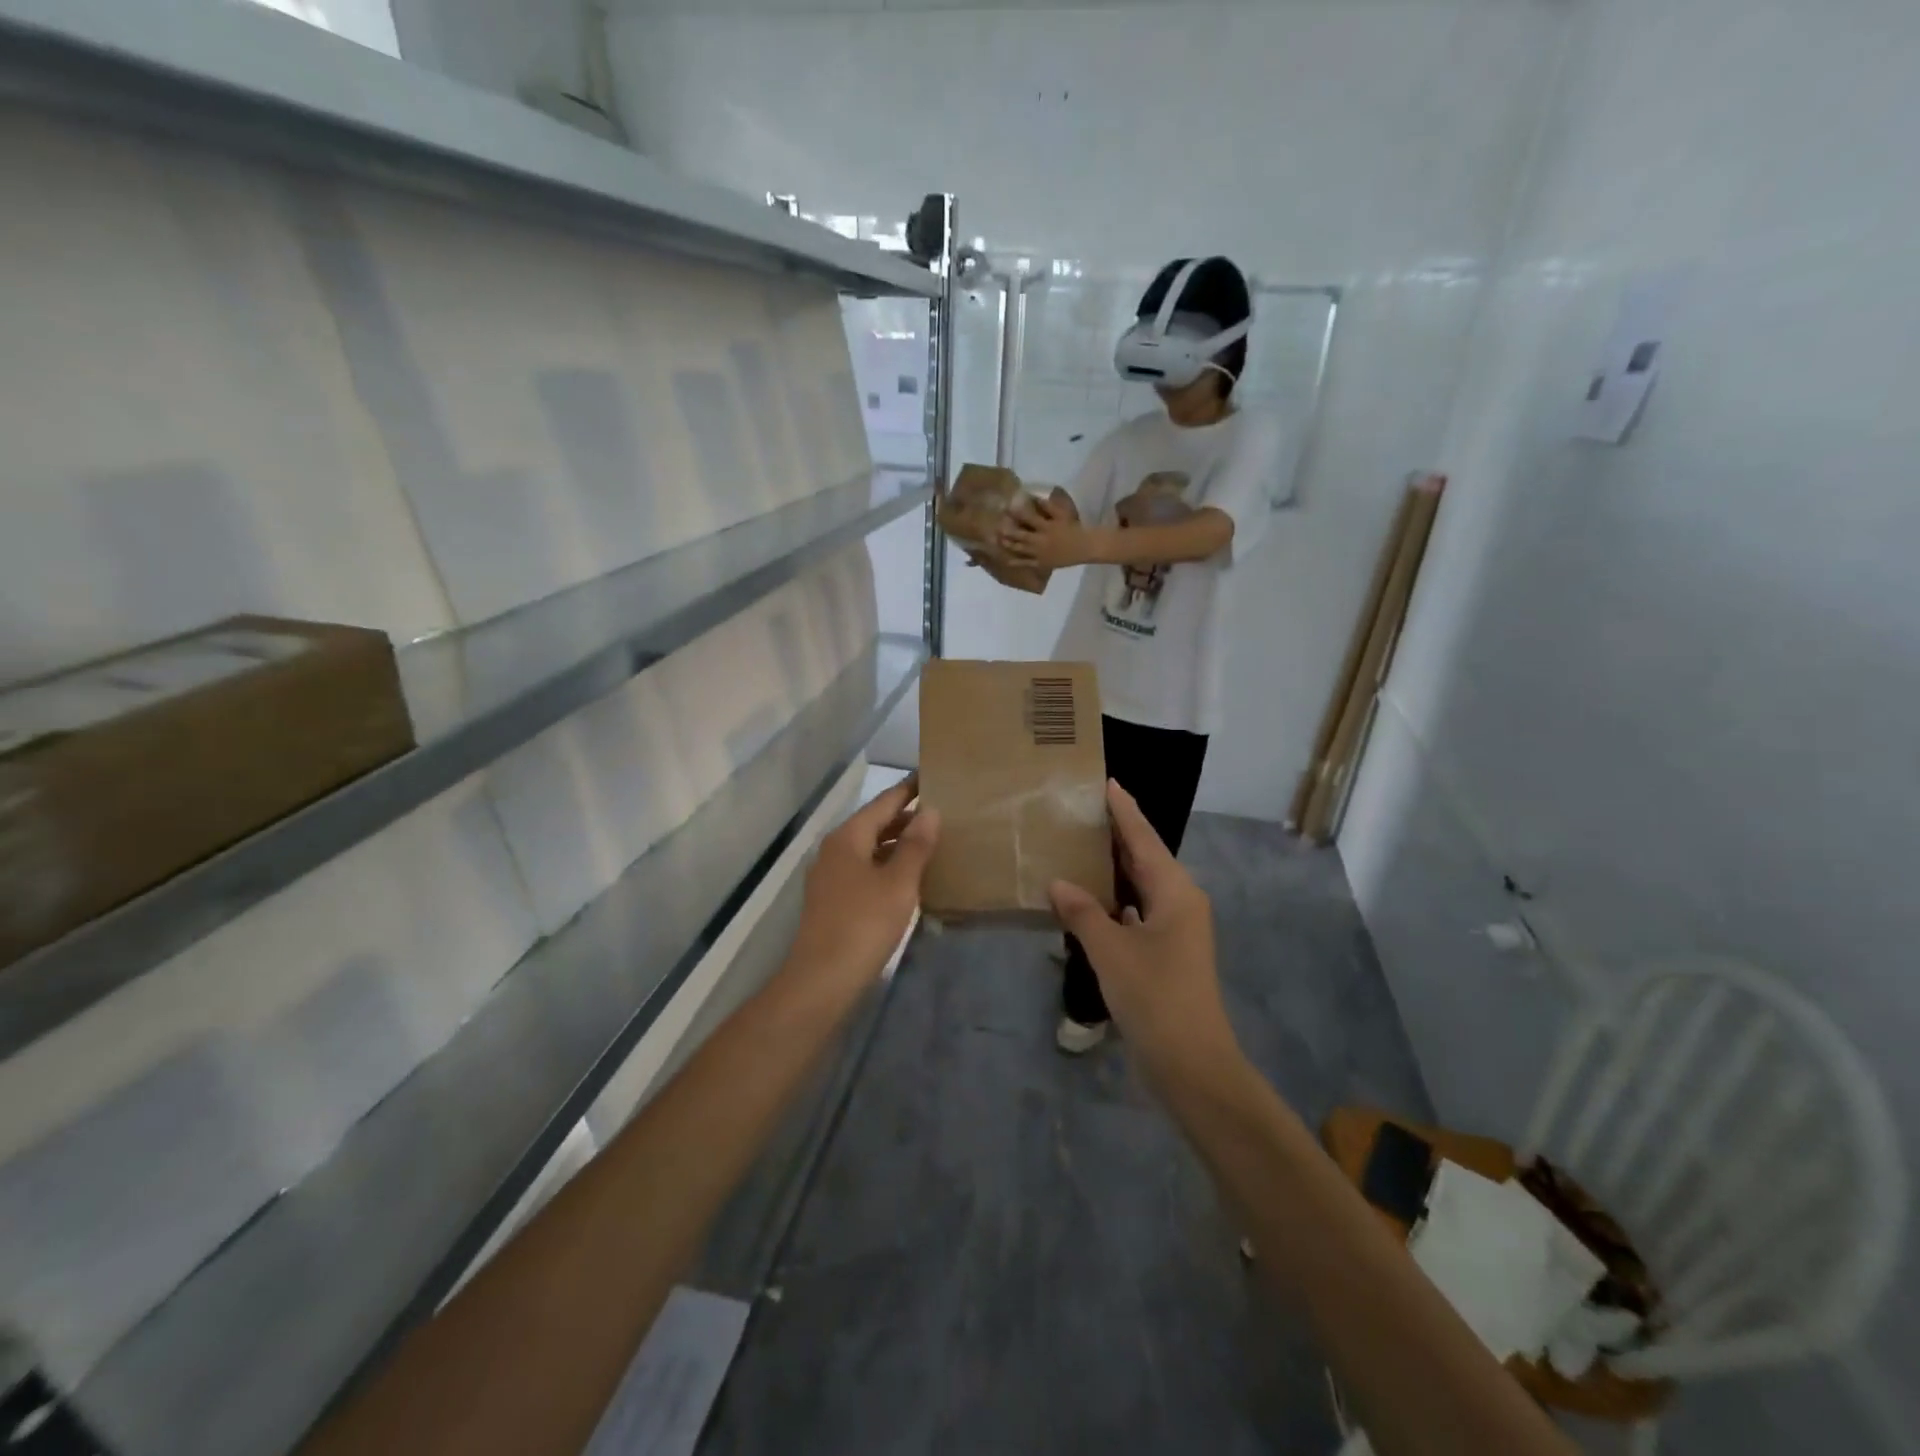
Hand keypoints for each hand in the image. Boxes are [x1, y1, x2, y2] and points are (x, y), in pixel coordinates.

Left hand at [786, 778, 939, 1001]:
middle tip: (941, 812)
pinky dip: (887, 865)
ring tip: (931, 842)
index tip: (932, 776)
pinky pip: (865, 870)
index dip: (909, 789)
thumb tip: (930, 811)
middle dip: (905, 817)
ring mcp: (830, 876)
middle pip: (874, 824)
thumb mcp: (898, 883)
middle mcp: (835, 850)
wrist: (821, 980)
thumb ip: (915, 846)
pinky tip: (908, 877)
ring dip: (897, 844)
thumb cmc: (864, 925)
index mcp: (848, 838)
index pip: (884, 802)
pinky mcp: (832, 900)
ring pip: (869, 848)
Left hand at [999, 492, 1089, 569]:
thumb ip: (1049, 506)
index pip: (1028, 518)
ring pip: (1020, 549)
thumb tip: (1034, 497)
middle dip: (1007, 530)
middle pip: (1020, 535)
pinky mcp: (1041, 563)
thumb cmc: (1073, 528)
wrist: (1084, 547)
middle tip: (996, 526)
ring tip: (998, 540)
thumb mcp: (1062, 514)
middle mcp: (1039, 540)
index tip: (1006, 508)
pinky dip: (1016, 562)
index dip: (1016, 513)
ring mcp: (1039, 553)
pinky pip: (1026, 563)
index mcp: (1045, 526)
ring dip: (1008, 544)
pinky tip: (1006, 559)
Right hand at [1049, 782, 1241, 1085]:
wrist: (1191, 1063)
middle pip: (1145, 858)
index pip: (1144, 838)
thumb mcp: (1111, 950)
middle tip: (1082, 811)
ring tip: (1080, 847)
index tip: (1106, 782)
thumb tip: (1058, 882)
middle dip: (1117, 835)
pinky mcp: (1166, 952)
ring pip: (1141, 886)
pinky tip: (1089, 899)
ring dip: (1113, 869)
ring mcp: (1176, 930)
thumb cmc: (1154, 997)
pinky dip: (1114, 900)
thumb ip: (1082, 911)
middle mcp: (1180, 902)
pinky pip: (1137, 911)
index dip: (1124, 810)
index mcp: (1175, 892)